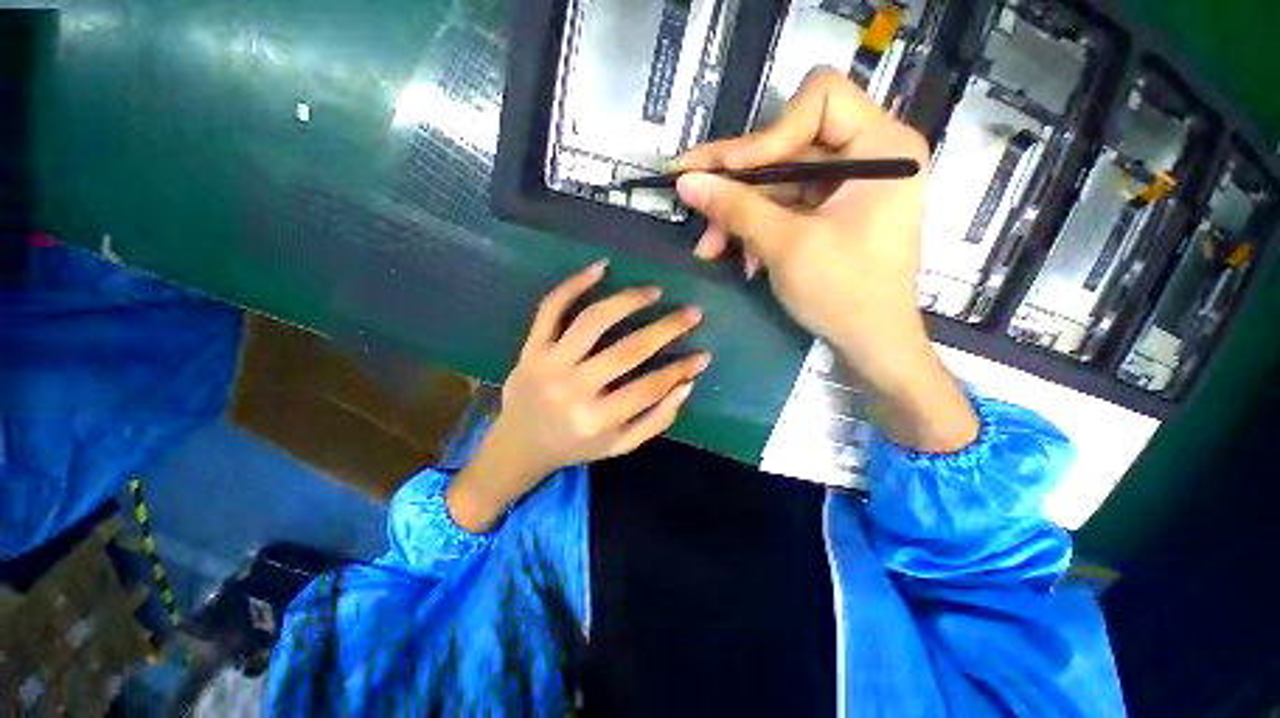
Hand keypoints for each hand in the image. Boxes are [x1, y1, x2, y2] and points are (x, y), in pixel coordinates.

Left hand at [447, 261, 710, 530]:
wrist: (519, 445)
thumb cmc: (576, 446)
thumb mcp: (620, 446)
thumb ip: (656, 420)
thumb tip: (686, 384)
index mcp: (597, 420)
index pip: (650, 387)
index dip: (681, 369)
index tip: (704, 354)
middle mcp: (573, 389)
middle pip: (627, 350)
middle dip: (667, 328)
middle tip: (692, 312)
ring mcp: (549, 364)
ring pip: (592, 320)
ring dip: (628, 300)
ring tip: (654, 291)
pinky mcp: (531, 347)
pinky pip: (551, 308)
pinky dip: (574, 284)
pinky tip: (601, 267)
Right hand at [676, 68, 976, 451]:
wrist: (871, 346)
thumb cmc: (843, 294)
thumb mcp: (785, 246)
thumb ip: (735, 207)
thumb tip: (686, 181)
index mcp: (883, 147)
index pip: (819, 100)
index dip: (768, 133)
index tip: (726, 171)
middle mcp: (869, 155)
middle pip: (789, 145)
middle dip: (738, 183)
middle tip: (692, 199)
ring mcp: (849, 187)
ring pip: (779, 182)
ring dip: (740, 215)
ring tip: (710, 248)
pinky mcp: (832, 213)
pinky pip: (786, 207)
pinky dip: (758, 230)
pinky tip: (741, 258)